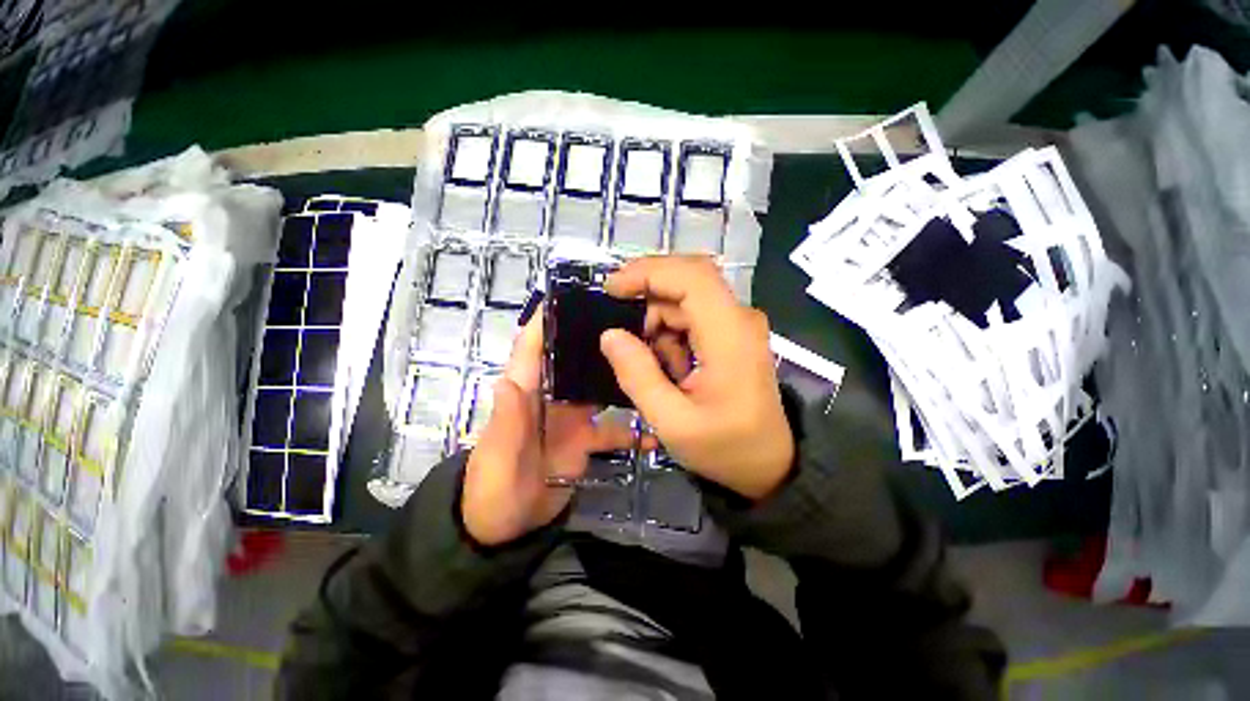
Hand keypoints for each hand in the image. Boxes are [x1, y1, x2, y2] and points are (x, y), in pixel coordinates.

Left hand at [461, 310, 634, 545]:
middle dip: (594, 340)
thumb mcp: (496, 459)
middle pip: (573, 360)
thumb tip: (507, 380)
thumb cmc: (492, 492)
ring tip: (651, 361)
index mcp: (524, 394)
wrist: (506, 531)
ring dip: (619, 376)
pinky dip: (633, 428)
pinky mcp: (585, 439)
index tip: (571, 298)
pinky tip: (656, 428)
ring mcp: (571, 418)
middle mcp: (550, 398)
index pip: (532, 349)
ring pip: (598, 388)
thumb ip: (505, 423)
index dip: (546, 322)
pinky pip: (613, 428)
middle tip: (630, 323)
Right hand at [599, 256, 793, 500]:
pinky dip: (672, 336)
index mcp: (729, 336)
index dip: (648, 272)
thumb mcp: (672, 422)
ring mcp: (739, 324)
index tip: (611, 288)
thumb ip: (638, 376)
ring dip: (660, 326)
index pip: (691, 277)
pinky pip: (693, 317)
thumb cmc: (725, 447)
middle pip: (687, 281)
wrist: (769, 463)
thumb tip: (610, 335)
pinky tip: (674, 369)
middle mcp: (739, 318)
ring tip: (659, 370)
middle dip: (647, 298)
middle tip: (623, 334)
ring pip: (686, 300)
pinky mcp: (734, 333)